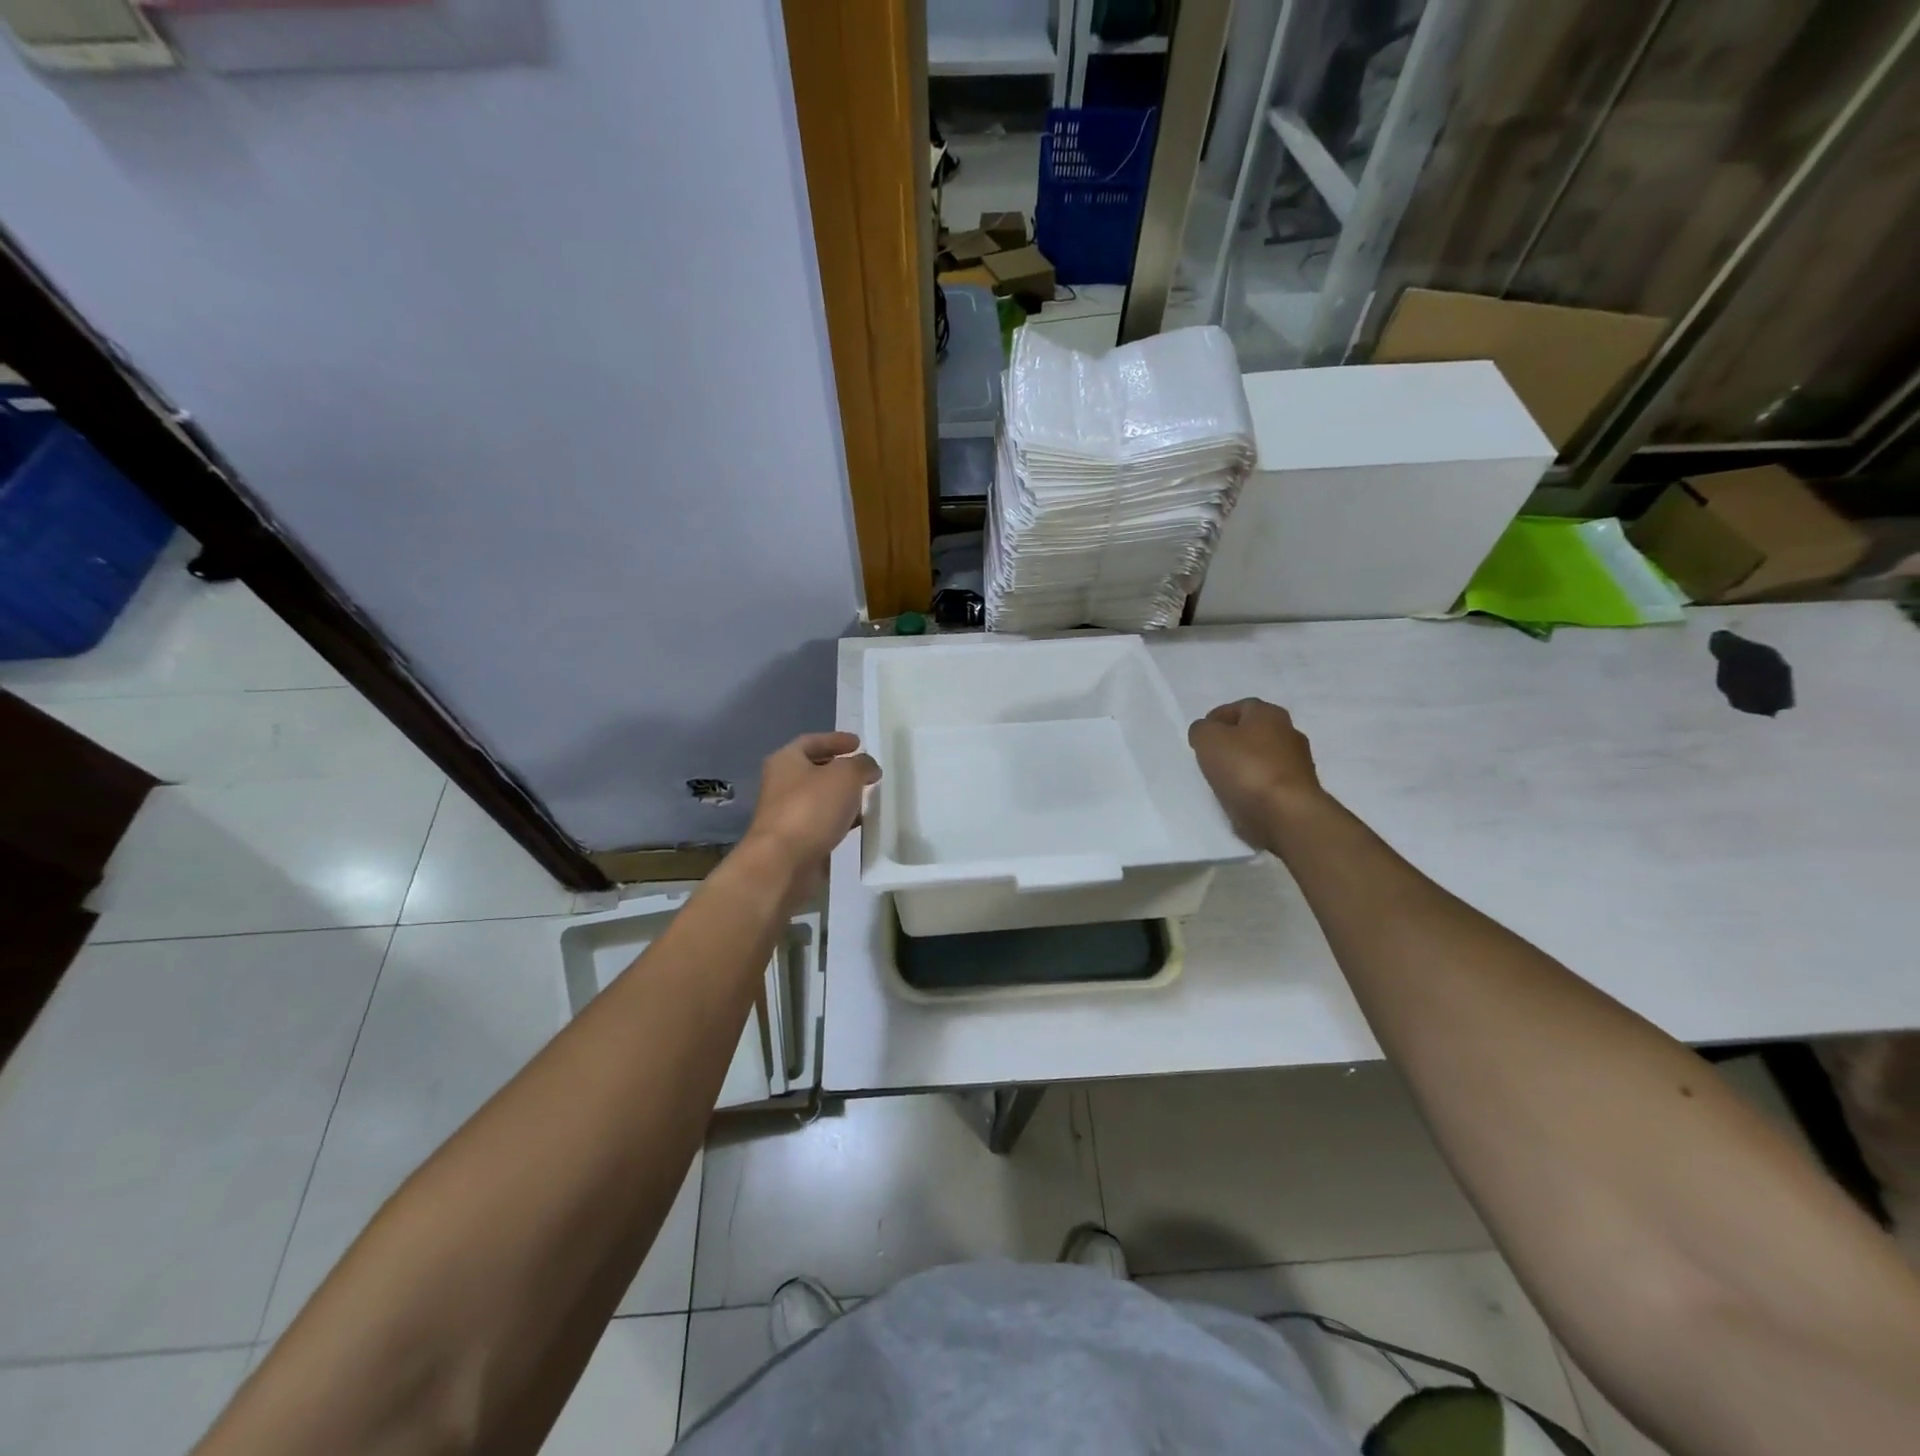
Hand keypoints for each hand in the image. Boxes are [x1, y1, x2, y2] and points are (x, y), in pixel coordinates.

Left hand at [740, 731, 880, 905]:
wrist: (783, 863)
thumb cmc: (811, 808)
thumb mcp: (845, 775)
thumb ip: (862, 765)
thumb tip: (869, 767)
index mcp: (786, 760)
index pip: (812, 741)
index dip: (836, 740)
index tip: (859, 743)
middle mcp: (782, 784)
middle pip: (815, 770)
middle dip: (841, 769)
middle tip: (866, 771)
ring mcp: (787, 813)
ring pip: (820, 798)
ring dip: (843, 797)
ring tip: (868, 797)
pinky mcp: (796, 840)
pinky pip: (822, 823)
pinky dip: (840, 820)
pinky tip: (859, 824)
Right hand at [1187, 698, 1325, 850]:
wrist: (1286, 814)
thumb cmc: (1246, 768)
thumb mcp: (1208, 739)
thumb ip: (1201, 730)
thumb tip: (1205, 732)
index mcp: (1270, 714)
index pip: (1241, 707)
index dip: (1218, 718)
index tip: (1201, 735)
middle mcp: (1289, 733)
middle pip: (1254, 733)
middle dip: (1232, 742)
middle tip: (1210, 756)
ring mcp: (1298, 764)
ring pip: (1262, 759)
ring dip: (1244, 766)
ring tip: (1222, 780)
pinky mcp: (1299, 792)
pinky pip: (1268, 783)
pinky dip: (1254, 787)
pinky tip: (1240, 797)